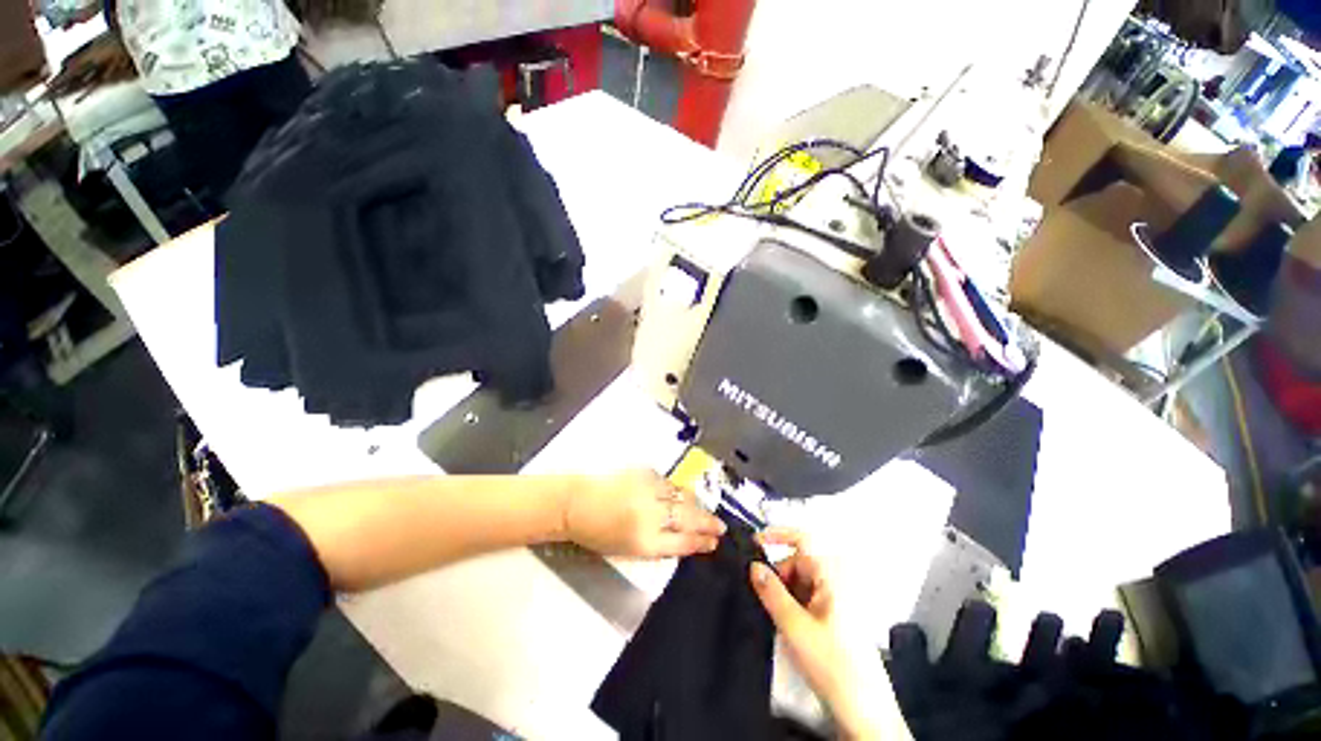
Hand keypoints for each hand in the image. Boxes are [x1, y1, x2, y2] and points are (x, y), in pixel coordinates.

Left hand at [563, 470, 725, 558]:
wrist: (576, 503)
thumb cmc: (597, 534)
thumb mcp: (627, 551)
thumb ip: (657, 545)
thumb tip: (683, 537)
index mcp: (645, 542)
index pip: (684, 543)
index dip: (702, 542)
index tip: (714, 541)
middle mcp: (651, 516)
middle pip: (689, 519)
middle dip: (708, 523)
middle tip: (720, 526)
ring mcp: (649, 491)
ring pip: (682, 497)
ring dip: (695, 504)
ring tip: (703, 510)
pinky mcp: (643, 473)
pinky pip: (668, 482)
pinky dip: (675, 489)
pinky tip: (679, 494)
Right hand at [751, 529, 878, 740]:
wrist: (864, 711)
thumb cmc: (832, 663)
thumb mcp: (795, 626)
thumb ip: (771, 592)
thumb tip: (753, 566)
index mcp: (832, 574)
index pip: (802, 540)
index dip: (776, 535)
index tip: (753, 544)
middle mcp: (836, 580)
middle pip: (798, 562)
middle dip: (777, 573)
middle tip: (760, 594)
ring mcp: (837, 598)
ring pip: (801, 580)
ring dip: (783, 590)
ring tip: (773, 614)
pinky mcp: (835, 616)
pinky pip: (807, 596)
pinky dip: (792, 602)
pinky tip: (785, 622)